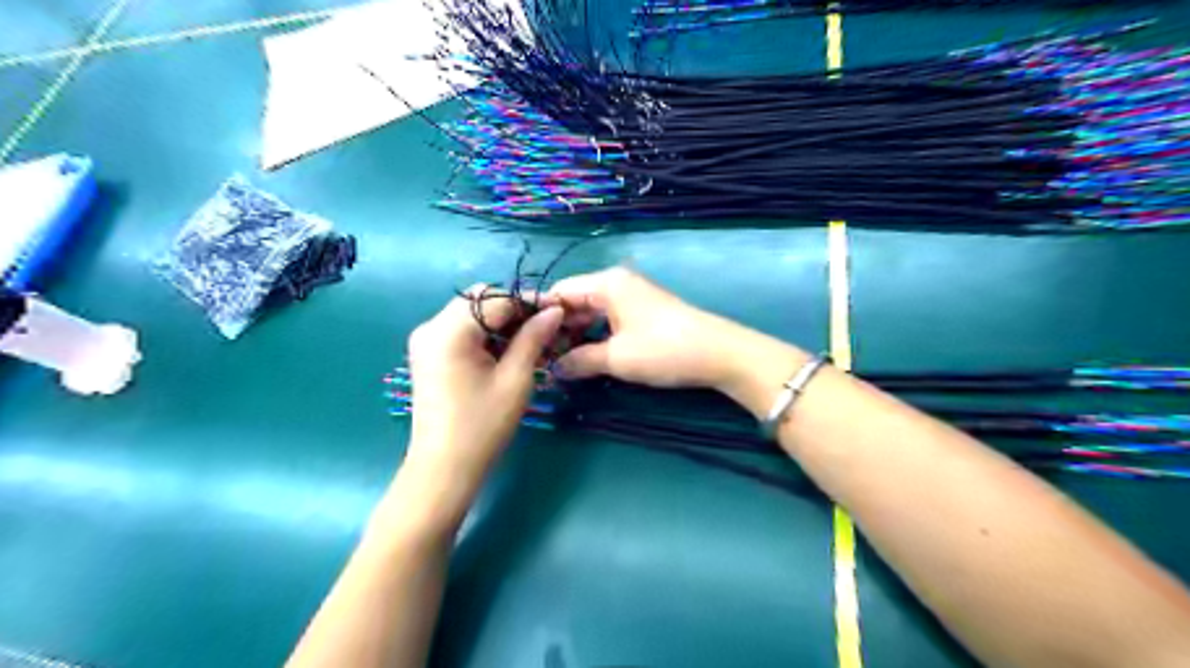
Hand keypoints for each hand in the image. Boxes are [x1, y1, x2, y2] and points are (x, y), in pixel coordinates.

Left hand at [405, 291, 561, 487]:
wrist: (443, 468)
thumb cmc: (482, 426)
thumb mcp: (515, 379)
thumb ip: (534, 338)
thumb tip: (555, 311)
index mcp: (450, 331)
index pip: (496, 299)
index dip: (531, 301)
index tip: (560, 309)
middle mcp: (431, 327)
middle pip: (480, 299)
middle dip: (515, 308)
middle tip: (546, 326)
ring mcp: (426, 340)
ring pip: (471, 312)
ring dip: (502, 320)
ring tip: (533, 339)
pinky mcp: (428, 354)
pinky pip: (461, 329)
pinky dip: (487, 333)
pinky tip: (509, 349)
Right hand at [549, 266, 782, 390]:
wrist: (719, 354)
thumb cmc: (663, 350)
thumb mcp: (616, 358)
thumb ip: (579, 360)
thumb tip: (552, 369)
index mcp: (606, 284)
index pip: (560, 291)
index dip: (540, 315)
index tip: (522, 339)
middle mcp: (617, 283)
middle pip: (575, 300)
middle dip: (557, 327)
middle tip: (539, 356)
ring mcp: (632, 296)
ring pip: (592, 311)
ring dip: (576, 333)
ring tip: (559, 359)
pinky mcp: (643, 310)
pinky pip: (608, 318)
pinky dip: (595, 334)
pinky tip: (587, 354)